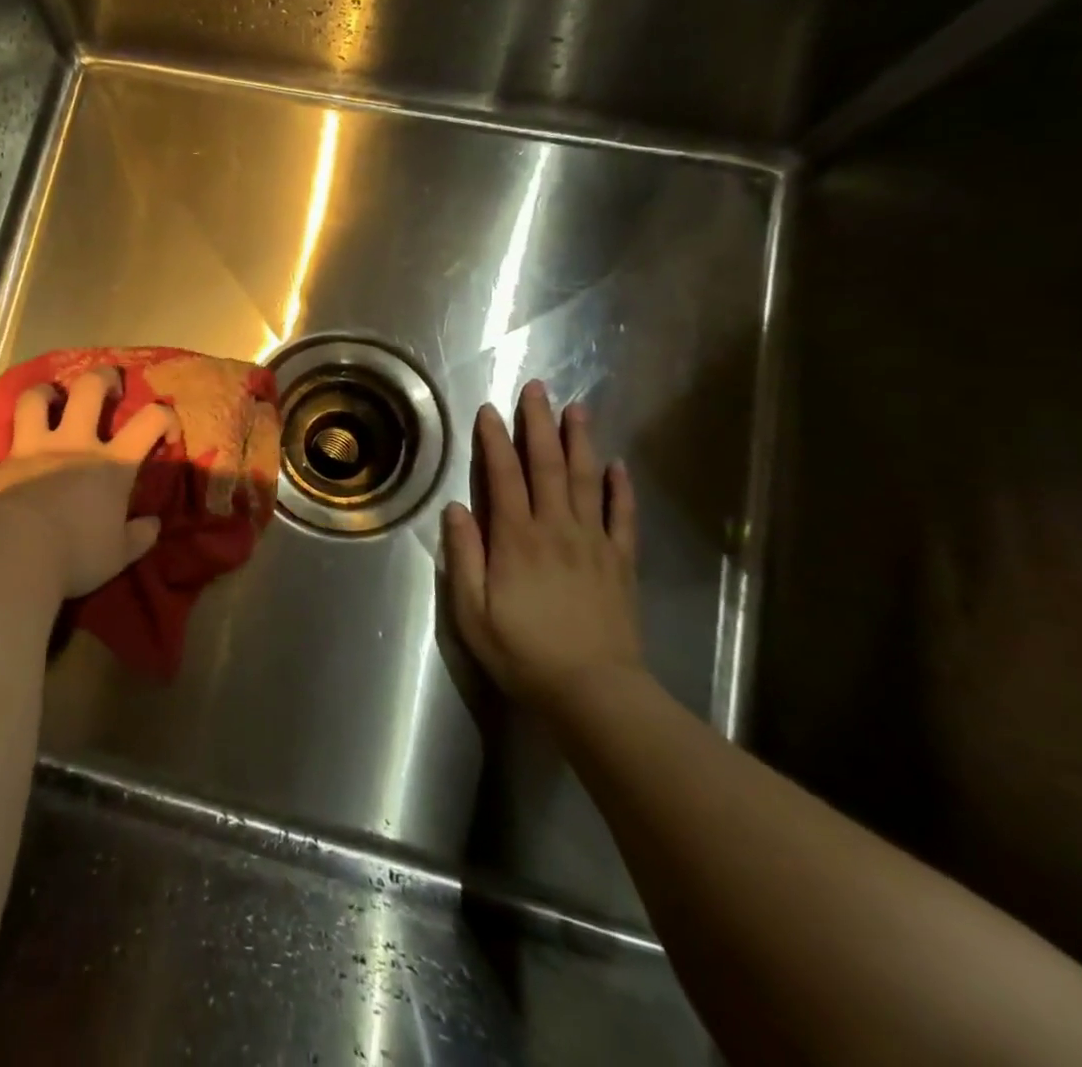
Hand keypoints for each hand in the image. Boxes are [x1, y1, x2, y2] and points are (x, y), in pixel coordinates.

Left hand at [0, 368, 175, 601]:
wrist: (14, 555)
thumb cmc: (75, 554)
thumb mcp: (119, 555)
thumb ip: (138, 537)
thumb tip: (152, 525)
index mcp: (110, 464)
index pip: (149, 422)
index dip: (164, 417)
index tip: (167, 431)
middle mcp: (71, 445)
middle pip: (88, 390)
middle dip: (101, 378)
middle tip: (106, 386)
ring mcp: (29, 452)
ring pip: (32, 402)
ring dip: (40, 395)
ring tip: (46, 401)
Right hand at [442, 380, 643, 715]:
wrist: (593, 692)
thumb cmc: (523, 652)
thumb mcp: (472, 611)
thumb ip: (464, 556)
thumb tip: (457, 508)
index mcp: (517, 539)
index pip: (504, 476)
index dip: (495, 441)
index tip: (490, 410)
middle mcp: (557, 530)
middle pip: (549, 466)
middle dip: (539, 424)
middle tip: (538, 389)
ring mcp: (594, 544)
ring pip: (587, 481)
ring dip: (581, 442)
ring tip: (576, 409)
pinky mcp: (621, 563)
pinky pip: (624, 517)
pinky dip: (621, 489)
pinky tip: (618, 466)